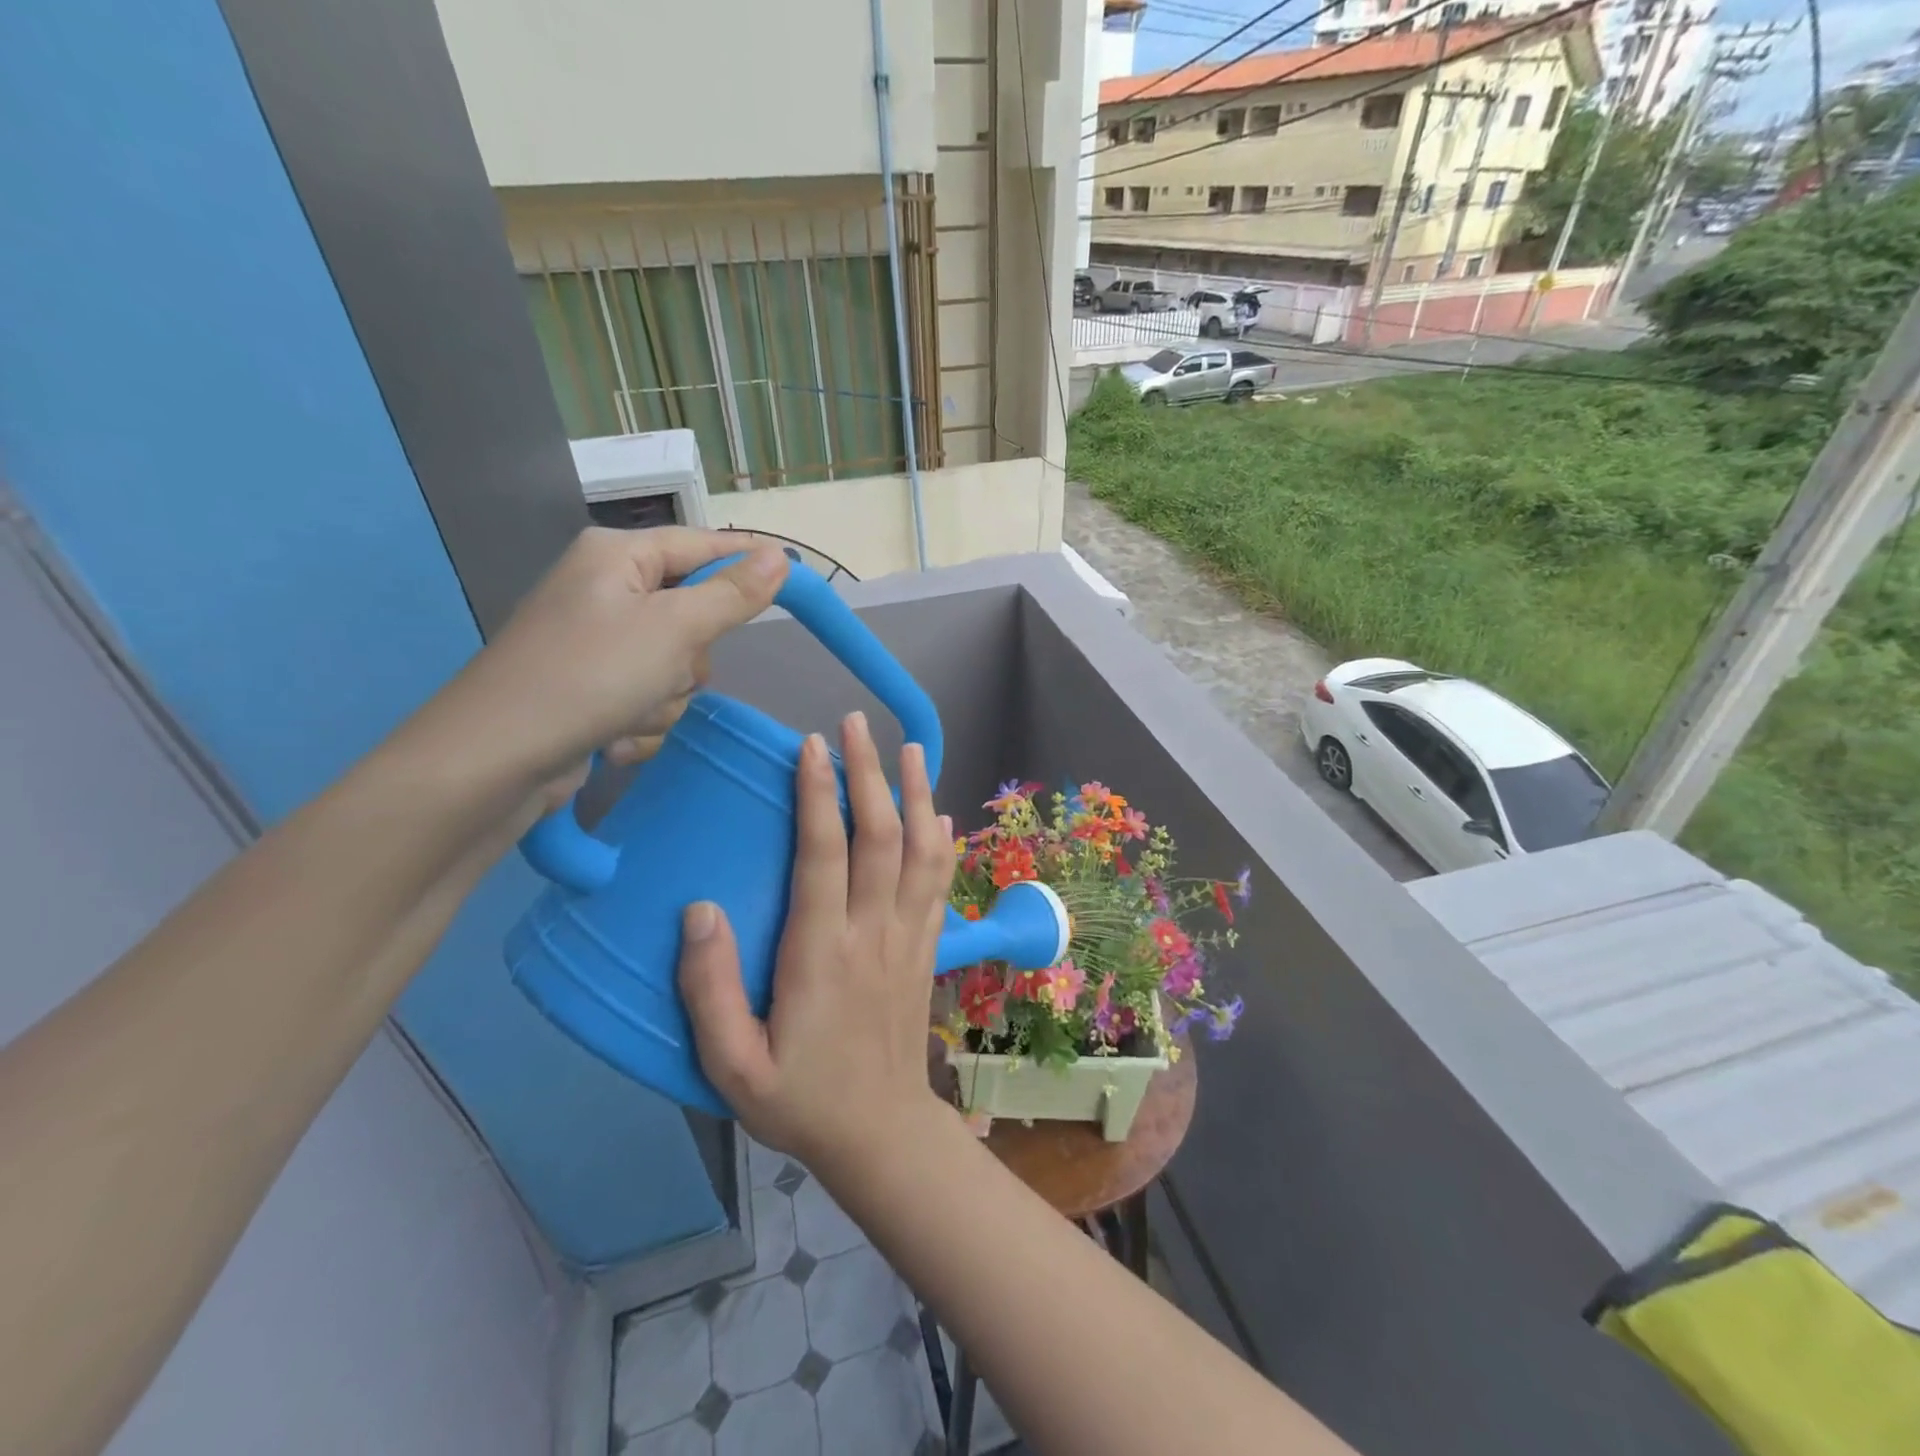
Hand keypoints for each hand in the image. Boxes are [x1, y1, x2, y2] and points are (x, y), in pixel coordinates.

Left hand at [408, 526, 789, 790]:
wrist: (497, 760)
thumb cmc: (590, 675)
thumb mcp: (675, 629)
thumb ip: (732, 593)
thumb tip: (780, 556)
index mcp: (617, 557)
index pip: (704, 545)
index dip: (750, 560)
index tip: (797, 576)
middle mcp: (606, 592)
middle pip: (695, 615)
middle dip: (692, 657)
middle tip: (669, 669)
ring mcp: (598, 645)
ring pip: (677, 667)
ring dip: (667, 698)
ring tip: (631, 713)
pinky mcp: (592, 690)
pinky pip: (650, 699)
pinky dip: (643, 723)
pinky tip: (615, 738)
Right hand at [678, 712, 957, 1174]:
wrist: (880, 1134)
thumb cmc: (801, 1099)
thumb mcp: (732, 1066)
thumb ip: (710, 990)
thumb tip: (699, 911)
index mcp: (822, 954)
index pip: (825, 855)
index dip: (819, 795)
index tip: (813, 746)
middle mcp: (873, 933)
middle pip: (880, 837)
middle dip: (869, 773)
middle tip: (855, 724)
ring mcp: (909, 938)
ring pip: (921, 851)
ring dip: (916, 794)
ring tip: (909, 747)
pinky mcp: (927, 949)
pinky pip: (940, 884)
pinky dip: (941, 842)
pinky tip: (938, 813)